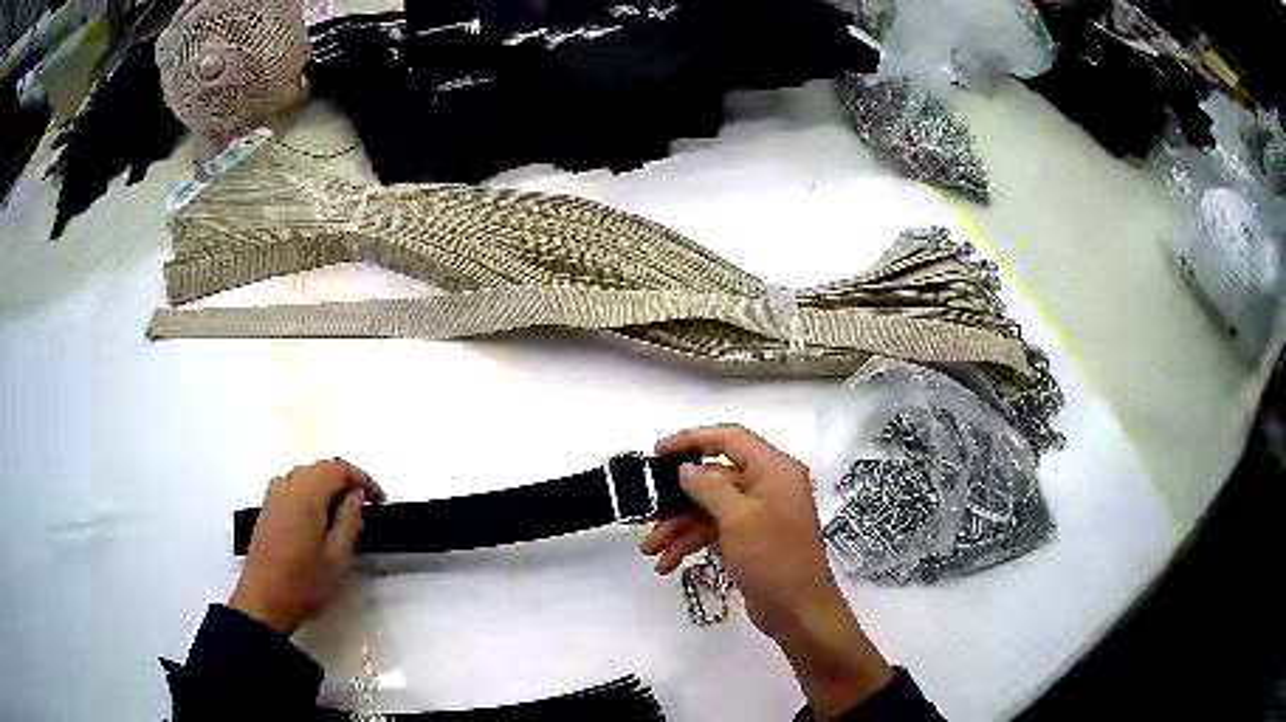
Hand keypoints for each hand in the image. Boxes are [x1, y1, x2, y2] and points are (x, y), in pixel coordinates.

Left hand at [229, 459, 383, 634]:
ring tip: (342, 510)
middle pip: (320, 468)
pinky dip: (309, 491)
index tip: (378, 499)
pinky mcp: (267, 509)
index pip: (338, 468)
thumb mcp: (338, 556)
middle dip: (345, 480)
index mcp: (306, 494)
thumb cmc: (306, 582)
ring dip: (327, 485)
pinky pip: (292, 486)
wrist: (265, 600)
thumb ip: (349, 519)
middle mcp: (287, 487)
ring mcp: (273, 496)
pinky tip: (316, 515)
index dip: (362, 478)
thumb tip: (355, 495)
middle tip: (365, 504)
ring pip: (305, 475)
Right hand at [642, 425, 891, 718]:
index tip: (658, 452)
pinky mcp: (751, 539)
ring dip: (679, 528)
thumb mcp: (737, 519)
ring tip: (651, 552)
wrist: (798, 610)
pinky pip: (715, 530)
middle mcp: (768, 486)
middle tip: (647, 513)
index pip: (730, 439)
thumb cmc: (773, 557)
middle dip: (678, 500)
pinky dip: (692, 543)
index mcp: (774, 470)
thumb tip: (686, 468)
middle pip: (714, 478)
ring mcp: (759, 514)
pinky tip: (668, 563)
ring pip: (710, 508)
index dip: (692, 440)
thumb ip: (709, 487)